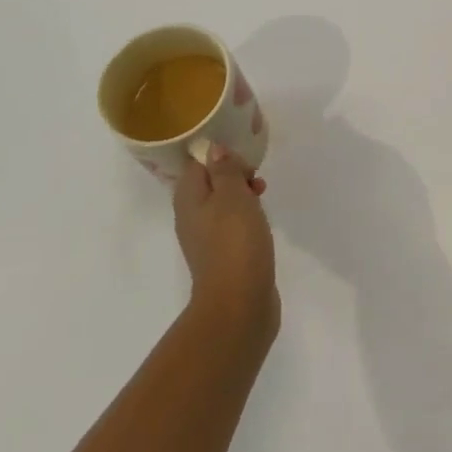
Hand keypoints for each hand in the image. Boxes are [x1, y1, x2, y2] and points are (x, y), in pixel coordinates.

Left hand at [172, 145, 277, 347]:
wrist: (239, 302)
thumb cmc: (235, 242)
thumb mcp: (233, 196)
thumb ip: (224, 171)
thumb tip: (214, 149)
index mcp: (188, 199)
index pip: (195, 164)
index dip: (217, 154)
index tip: (242, 154)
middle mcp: (191, 217)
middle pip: (208, 183)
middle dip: (233, 173)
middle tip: (255, 175)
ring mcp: (206, 239)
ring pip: (221, 204)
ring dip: (241, 194)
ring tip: (263, 193)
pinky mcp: (223, 255)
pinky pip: (231, 225)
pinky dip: (245, 216)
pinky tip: (262, 220)